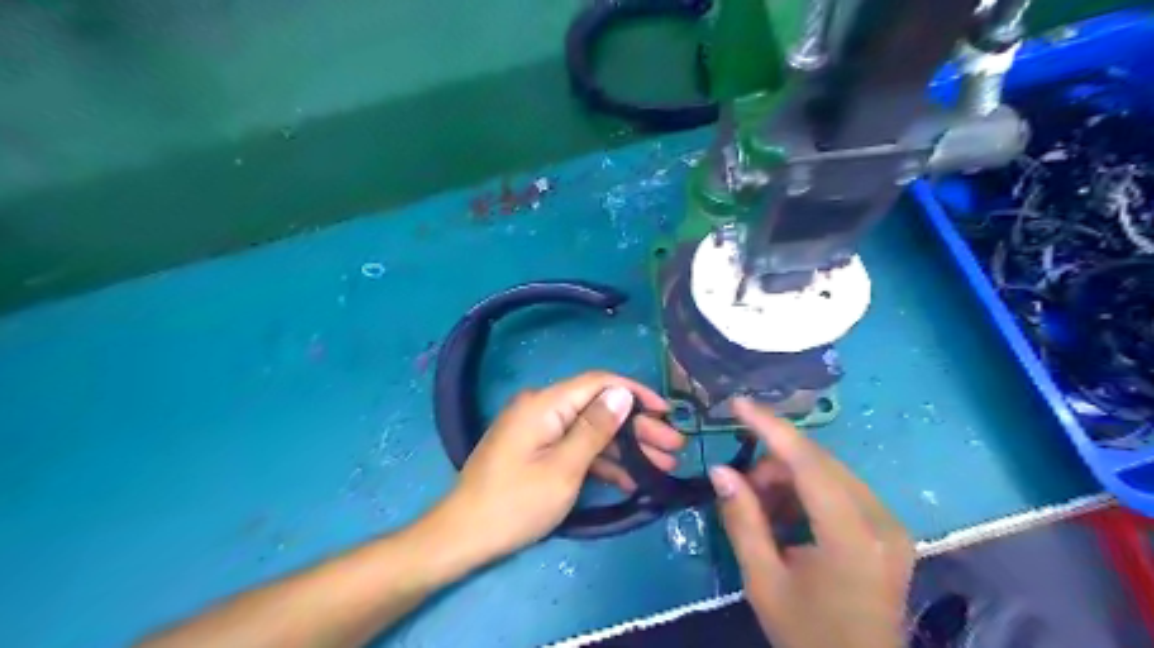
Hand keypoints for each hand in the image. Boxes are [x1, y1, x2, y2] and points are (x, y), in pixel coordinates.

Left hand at [433, 375, 683, 562]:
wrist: (464, 536)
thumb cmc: (515, 503)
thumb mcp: (564, 468)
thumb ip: (595, 429)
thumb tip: (622, 394)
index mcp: (545, 404)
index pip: (599, 383)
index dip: (635, 393)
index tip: (666, 411)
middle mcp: (542, 408)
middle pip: (598, 408)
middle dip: (637, 427)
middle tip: (674, 447)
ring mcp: (539, 430)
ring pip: (590, 430)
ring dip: (625, 448)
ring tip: (662, 465)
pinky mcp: (537, 450)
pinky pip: (574, 447)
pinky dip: (601, 461)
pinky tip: (630, 480)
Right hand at [707, 399, 915, 647]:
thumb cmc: (808, 634)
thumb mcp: (763, 581)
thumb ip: (742, 520)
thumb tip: (720, 470)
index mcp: (853, 537)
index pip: (809, 464)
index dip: (771, 428)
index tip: (739, 403)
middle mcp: (881, 520)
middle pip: (818, 463)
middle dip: (773, 462)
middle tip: (742, 489)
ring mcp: (890, 523)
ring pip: (828, 472)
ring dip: (788, 478)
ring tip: (762, 510)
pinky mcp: (888, 528)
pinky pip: (839, 489)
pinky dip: (806, 492)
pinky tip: (786, 517)